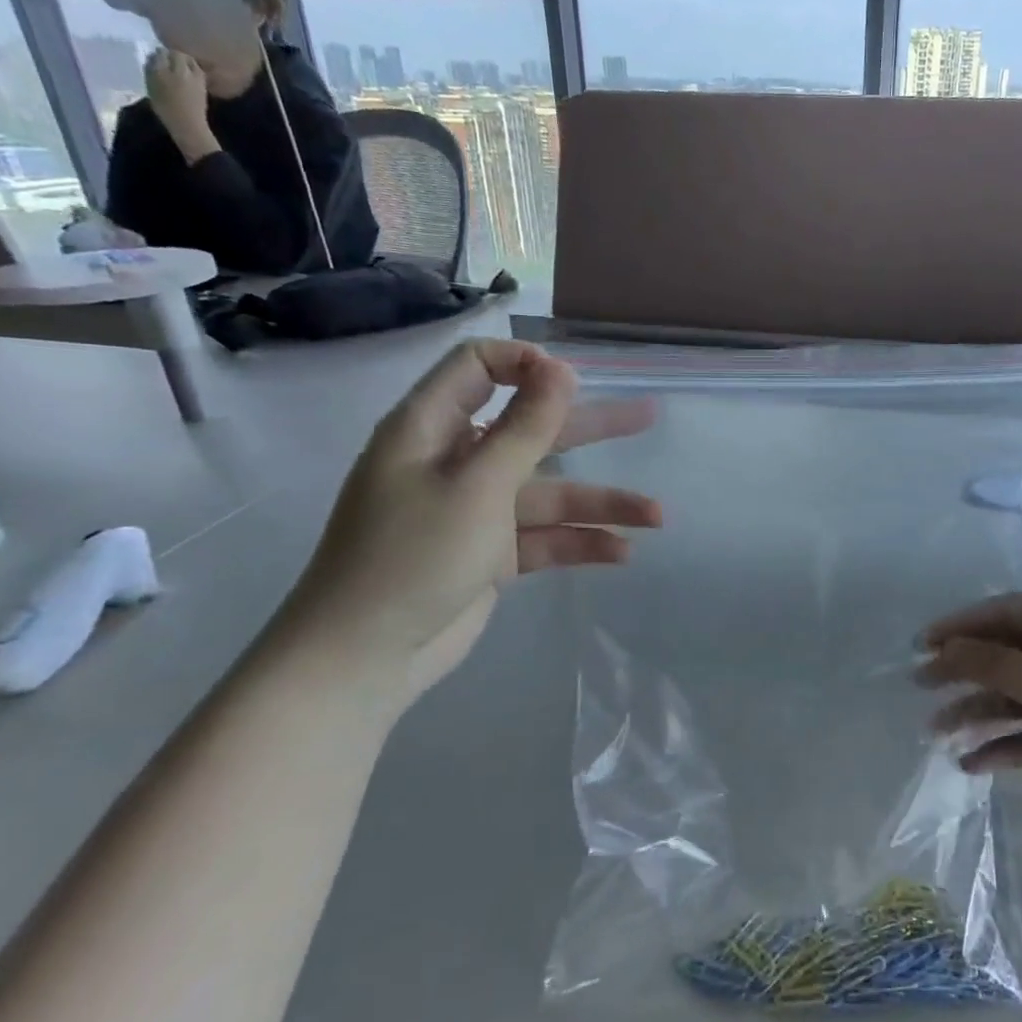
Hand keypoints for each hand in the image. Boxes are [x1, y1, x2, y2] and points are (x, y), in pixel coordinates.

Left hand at [145, 48, 213, 153]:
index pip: (178, 54)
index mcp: (185, 73)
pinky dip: (152, 69)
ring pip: (152, 59)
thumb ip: (195, 72)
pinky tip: (158, 76)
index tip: (186, 62)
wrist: (186, 125)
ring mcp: (155, 75)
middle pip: (162, 53)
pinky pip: (148, 68)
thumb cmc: (197, 108)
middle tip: (173, 63)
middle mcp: (167, 70)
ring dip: (157, 61)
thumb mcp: (201, 87)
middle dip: (167, 56)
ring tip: (165, 70)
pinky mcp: (148, 82)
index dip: (181, 57)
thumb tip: (188, 61)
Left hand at [278, 341, 659, 700]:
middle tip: (648, 417)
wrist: (364, 656)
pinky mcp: (490, 554)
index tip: (576, 382)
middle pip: (531, 429)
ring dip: (600, 502)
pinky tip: (621, 553)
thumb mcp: (477, 485)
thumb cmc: (413, 555)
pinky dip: (578, 542)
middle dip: (592, 427)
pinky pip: (542, 537)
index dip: (527, 365)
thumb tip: (559, 369)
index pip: (478, 368)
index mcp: (431, 427)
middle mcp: (455, 461)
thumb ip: (525, 427)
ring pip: (548, 492)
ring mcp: (475, 510)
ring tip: (657, 515)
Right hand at [917, 591, 1021, 864]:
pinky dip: (1009, 745)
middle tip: (920, 688)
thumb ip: (993, 664)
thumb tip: (946, 646)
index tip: (920, 646)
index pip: (1009, 611)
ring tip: (936, 734)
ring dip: (981, 714)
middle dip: (966, 672)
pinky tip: (972, 764)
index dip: (961, 627)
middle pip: (1013, 654)